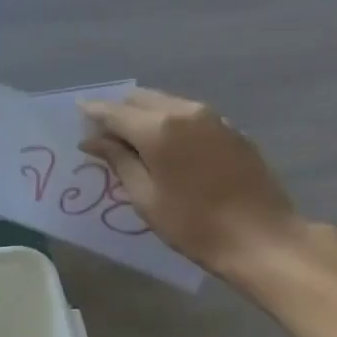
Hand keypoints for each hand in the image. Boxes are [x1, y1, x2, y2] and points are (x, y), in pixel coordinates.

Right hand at [79, 89, 301, 279]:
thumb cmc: (192, 224)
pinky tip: (165, 148)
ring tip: (131, 142)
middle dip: (118, 111)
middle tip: (102, 135)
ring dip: (144, 116)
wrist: (260, 237)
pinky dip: (169, 123)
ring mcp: (213, 118)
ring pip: (167, 103)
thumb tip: (93, 140)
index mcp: (158, 128)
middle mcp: (185, 111)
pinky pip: (189, 115)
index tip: (76, 114)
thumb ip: (118, 161)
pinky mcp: (231, 130)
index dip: (92, 113)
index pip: (114, 111)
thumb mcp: (145, 197)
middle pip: (141, 99)